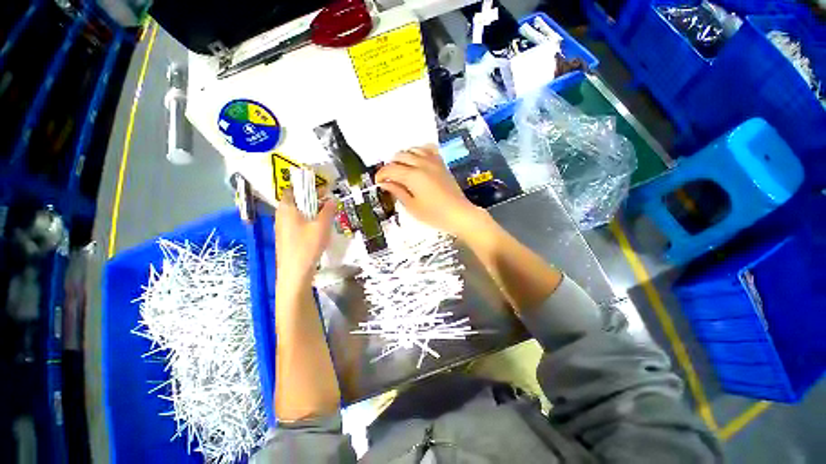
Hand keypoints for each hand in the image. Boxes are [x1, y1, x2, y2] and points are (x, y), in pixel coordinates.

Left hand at [275, 190, 335, 283]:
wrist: (295, 272)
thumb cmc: (307, 245)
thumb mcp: (322, 225)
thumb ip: (328, 210)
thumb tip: (332, 200)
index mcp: (287, 208)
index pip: (292, 189)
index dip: (307, 187)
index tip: (323, 191)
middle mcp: (281, 215)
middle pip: (295, 201)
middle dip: (312, 199)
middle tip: (328, 203)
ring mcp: (282, 227)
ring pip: (297, 213)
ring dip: (311, 211)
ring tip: (326, 216)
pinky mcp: (285, 237)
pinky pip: (296, 223)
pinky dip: (307, 221)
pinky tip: (318, 229)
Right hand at [376, 145, 484, 238]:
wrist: (458, 214)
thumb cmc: (434, 214)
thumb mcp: (412, 206)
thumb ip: (397, 191)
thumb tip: (384, 183)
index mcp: (412, 176)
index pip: (390, 169)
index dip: (381, 175)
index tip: (378, 182)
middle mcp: (421, 163)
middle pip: (399, 156)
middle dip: (390, 165)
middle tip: (389, 179)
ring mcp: (433, 161)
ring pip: (412, 150)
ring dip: (403, 157)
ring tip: (401, 170)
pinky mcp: (441, 163)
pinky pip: (427, 149)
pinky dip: (418, 151)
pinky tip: (417, 160)